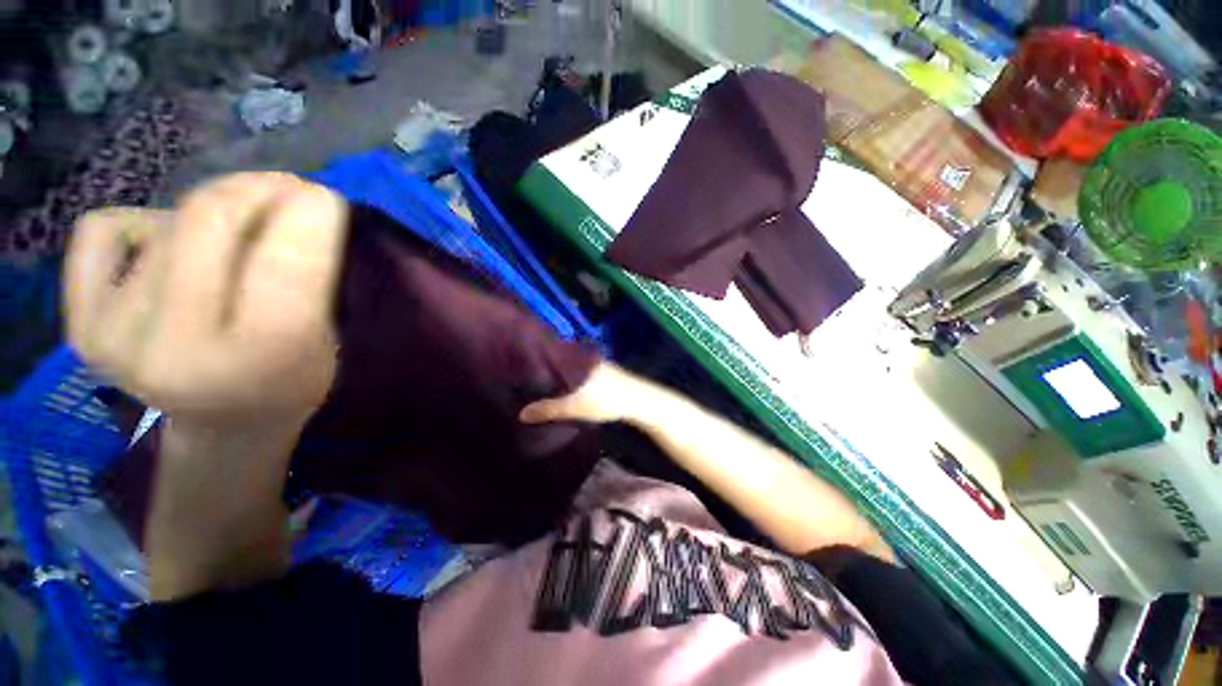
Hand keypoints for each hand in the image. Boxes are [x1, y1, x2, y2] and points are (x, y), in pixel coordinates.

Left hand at [65, 173, 347, 435]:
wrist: (227, 427)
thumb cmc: (292, 380)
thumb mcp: (327, 337)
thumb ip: (309, 275)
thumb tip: (292, 203)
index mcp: (261, 358)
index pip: (283, 258)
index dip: (307, 210)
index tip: (323, 197)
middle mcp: (174, 348)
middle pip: (210, 217)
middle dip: (258, 188)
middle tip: (284, 191)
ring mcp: (114, 337)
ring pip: (169, 220)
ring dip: (214, 213)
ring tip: (232, 245)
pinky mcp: (81, 327)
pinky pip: (104, 229)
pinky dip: (140, 223)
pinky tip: (163, 255)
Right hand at [519, 361, 656, 424]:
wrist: (639, 401)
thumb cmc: (605, 400)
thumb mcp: (574, 406)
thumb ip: (549, 409)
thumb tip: (521, 414)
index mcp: (576, 359)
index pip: (552, 353)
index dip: (537, 358)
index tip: (520, 362)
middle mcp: (585, 357)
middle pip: (561, 360)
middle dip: (547, 366)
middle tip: (527, 374)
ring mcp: (596, 363)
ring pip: (572, 365)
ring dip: (560, 372)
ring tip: (542, 380)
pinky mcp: (604, 372)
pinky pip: (581, 371)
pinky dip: (572, 376)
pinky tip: (566, 385)